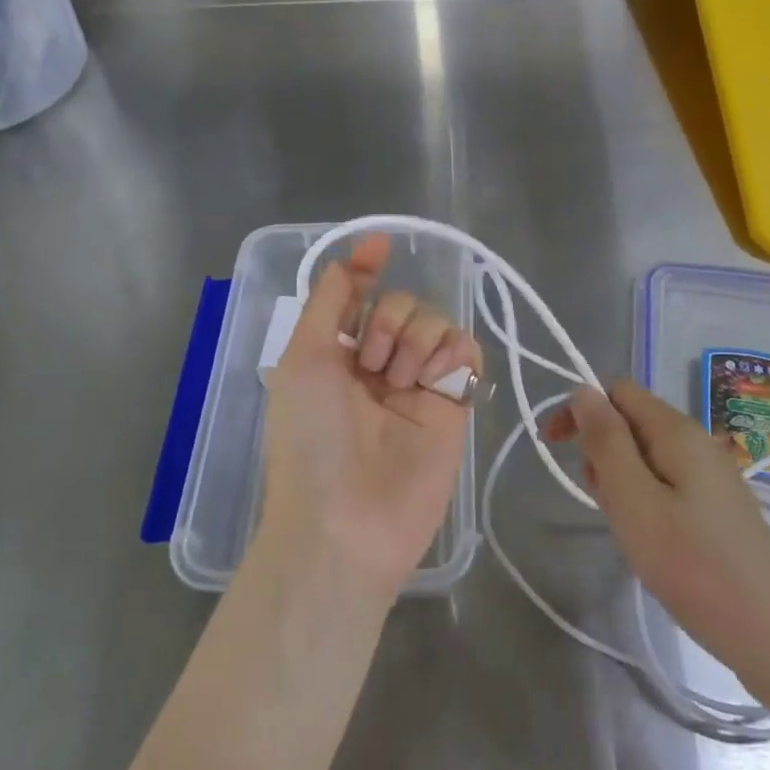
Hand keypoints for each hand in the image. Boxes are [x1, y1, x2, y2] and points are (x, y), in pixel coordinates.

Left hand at [259, 233, 481, 600]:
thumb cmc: (311, 438)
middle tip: (372, 364)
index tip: (380, 247)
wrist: (346, 522)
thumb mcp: (303, 360)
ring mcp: (419, 384)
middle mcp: (379, 363)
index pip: (360, 296)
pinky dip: (453, 351)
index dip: (368, 268)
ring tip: (401, 382)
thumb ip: (328, 302)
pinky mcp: (453, 404)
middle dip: (388, 320)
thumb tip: (355, 254)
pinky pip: (466, 351)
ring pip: (436, 322)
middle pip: (402, 304)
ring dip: (417, 338)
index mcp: (338, 354)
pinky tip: (434, 378)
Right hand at [544, 381, 769, 677]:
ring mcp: (710, 473)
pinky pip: (665, 482)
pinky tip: (652, 541)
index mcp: (676, 430)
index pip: (616, 390)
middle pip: (630, 422)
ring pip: (644, 456)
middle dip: (602, 453)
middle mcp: (696, 440)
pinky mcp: (716, 504)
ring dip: (621, 482)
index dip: (581, 409)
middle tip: (606, 504)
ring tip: (630, 530)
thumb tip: (582, 390)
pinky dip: (644, 501)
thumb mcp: (633, 500)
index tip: (554, 447)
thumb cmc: (692, 565)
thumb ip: (606, 440)